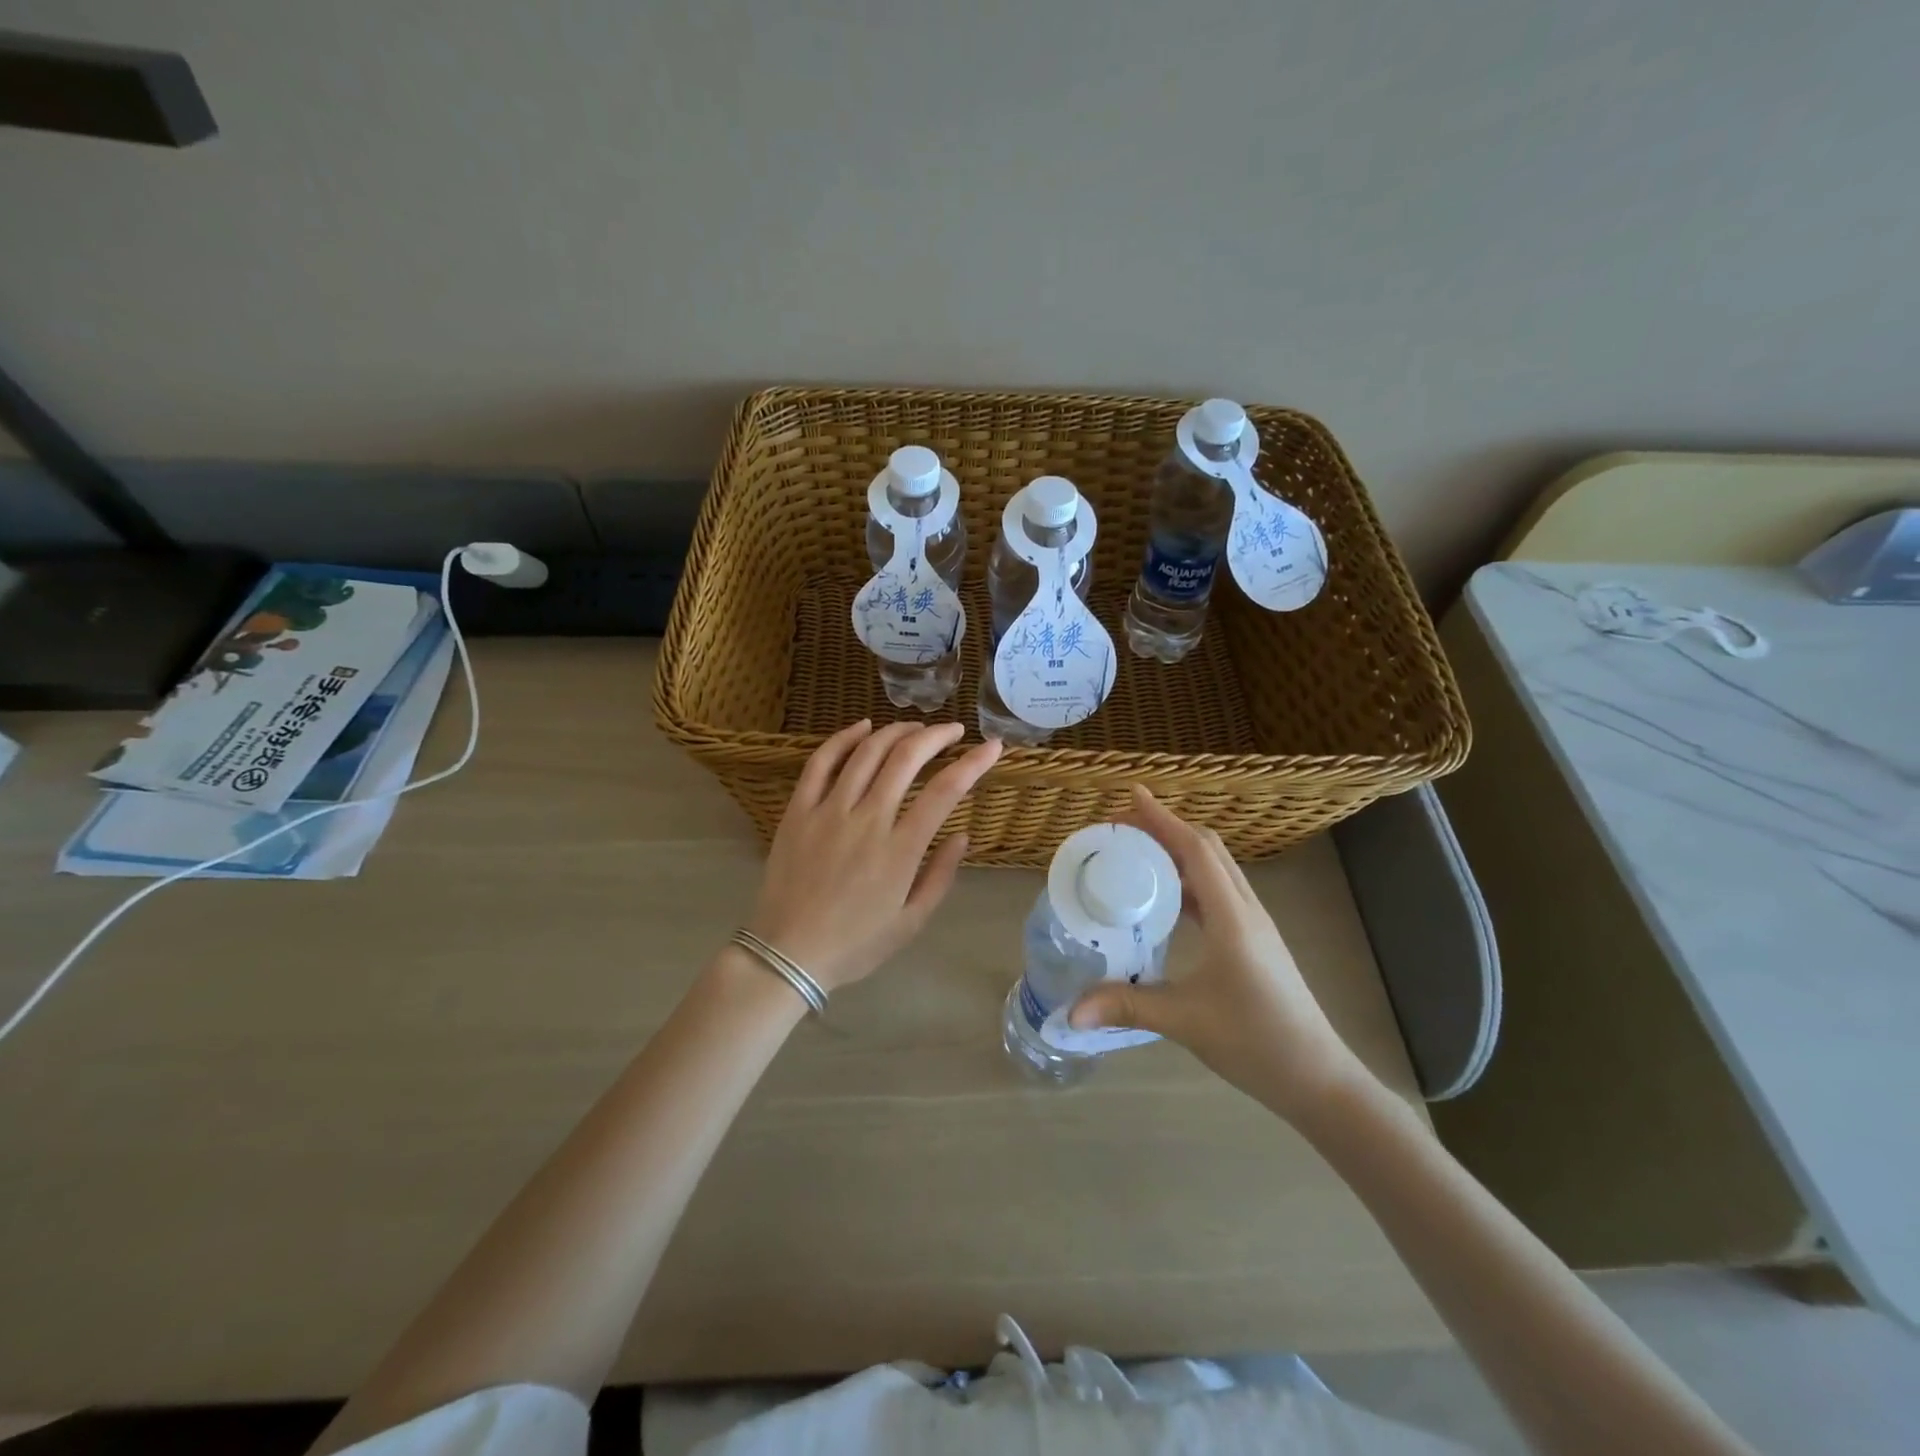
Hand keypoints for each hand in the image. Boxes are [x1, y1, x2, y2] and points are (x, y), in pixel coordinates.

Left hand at [746, 720, 1002, 990]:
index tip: (992, 746)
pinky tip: (863, 727)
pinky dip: (844, 738)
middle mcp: (867, 820)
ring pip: (867, 753)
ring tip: (915, 727)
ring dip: (896, 732)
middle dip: (936, 736)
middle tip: (953, 730)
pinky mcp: (798, 810)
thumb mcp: (911, 922)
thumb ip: (940, 875)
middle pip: (906, 759)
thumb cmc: (856, 944)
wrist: (788, 954)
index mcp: (900, 850)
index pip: (945, 791)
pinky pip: (821, 763)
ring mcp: (829, 811)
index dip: (973, 763)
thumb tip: (961, 835)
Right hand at [1068, 787, 1371, 1121]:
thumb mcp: (1185, 1021)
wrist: (1318, 1079)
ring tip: (1138, 857)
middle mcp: (1246, 910)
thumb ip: (1126, 1006)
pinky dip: (1190, 882)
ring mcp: (1255, 926)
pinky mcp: (1255, 942)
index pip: (1196, 850)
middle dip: (1167, 829)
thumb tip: (1072, 1009)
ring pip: (1217, 870)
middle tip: (1124, 828)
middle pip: (1209, 850)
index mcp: (1232, 917)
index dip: (1163, 819)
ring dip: (1179, 854)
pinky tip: (1165, 902)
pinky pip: (1219, 894)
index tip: (1132, 796)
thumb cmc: (1256, 1042)